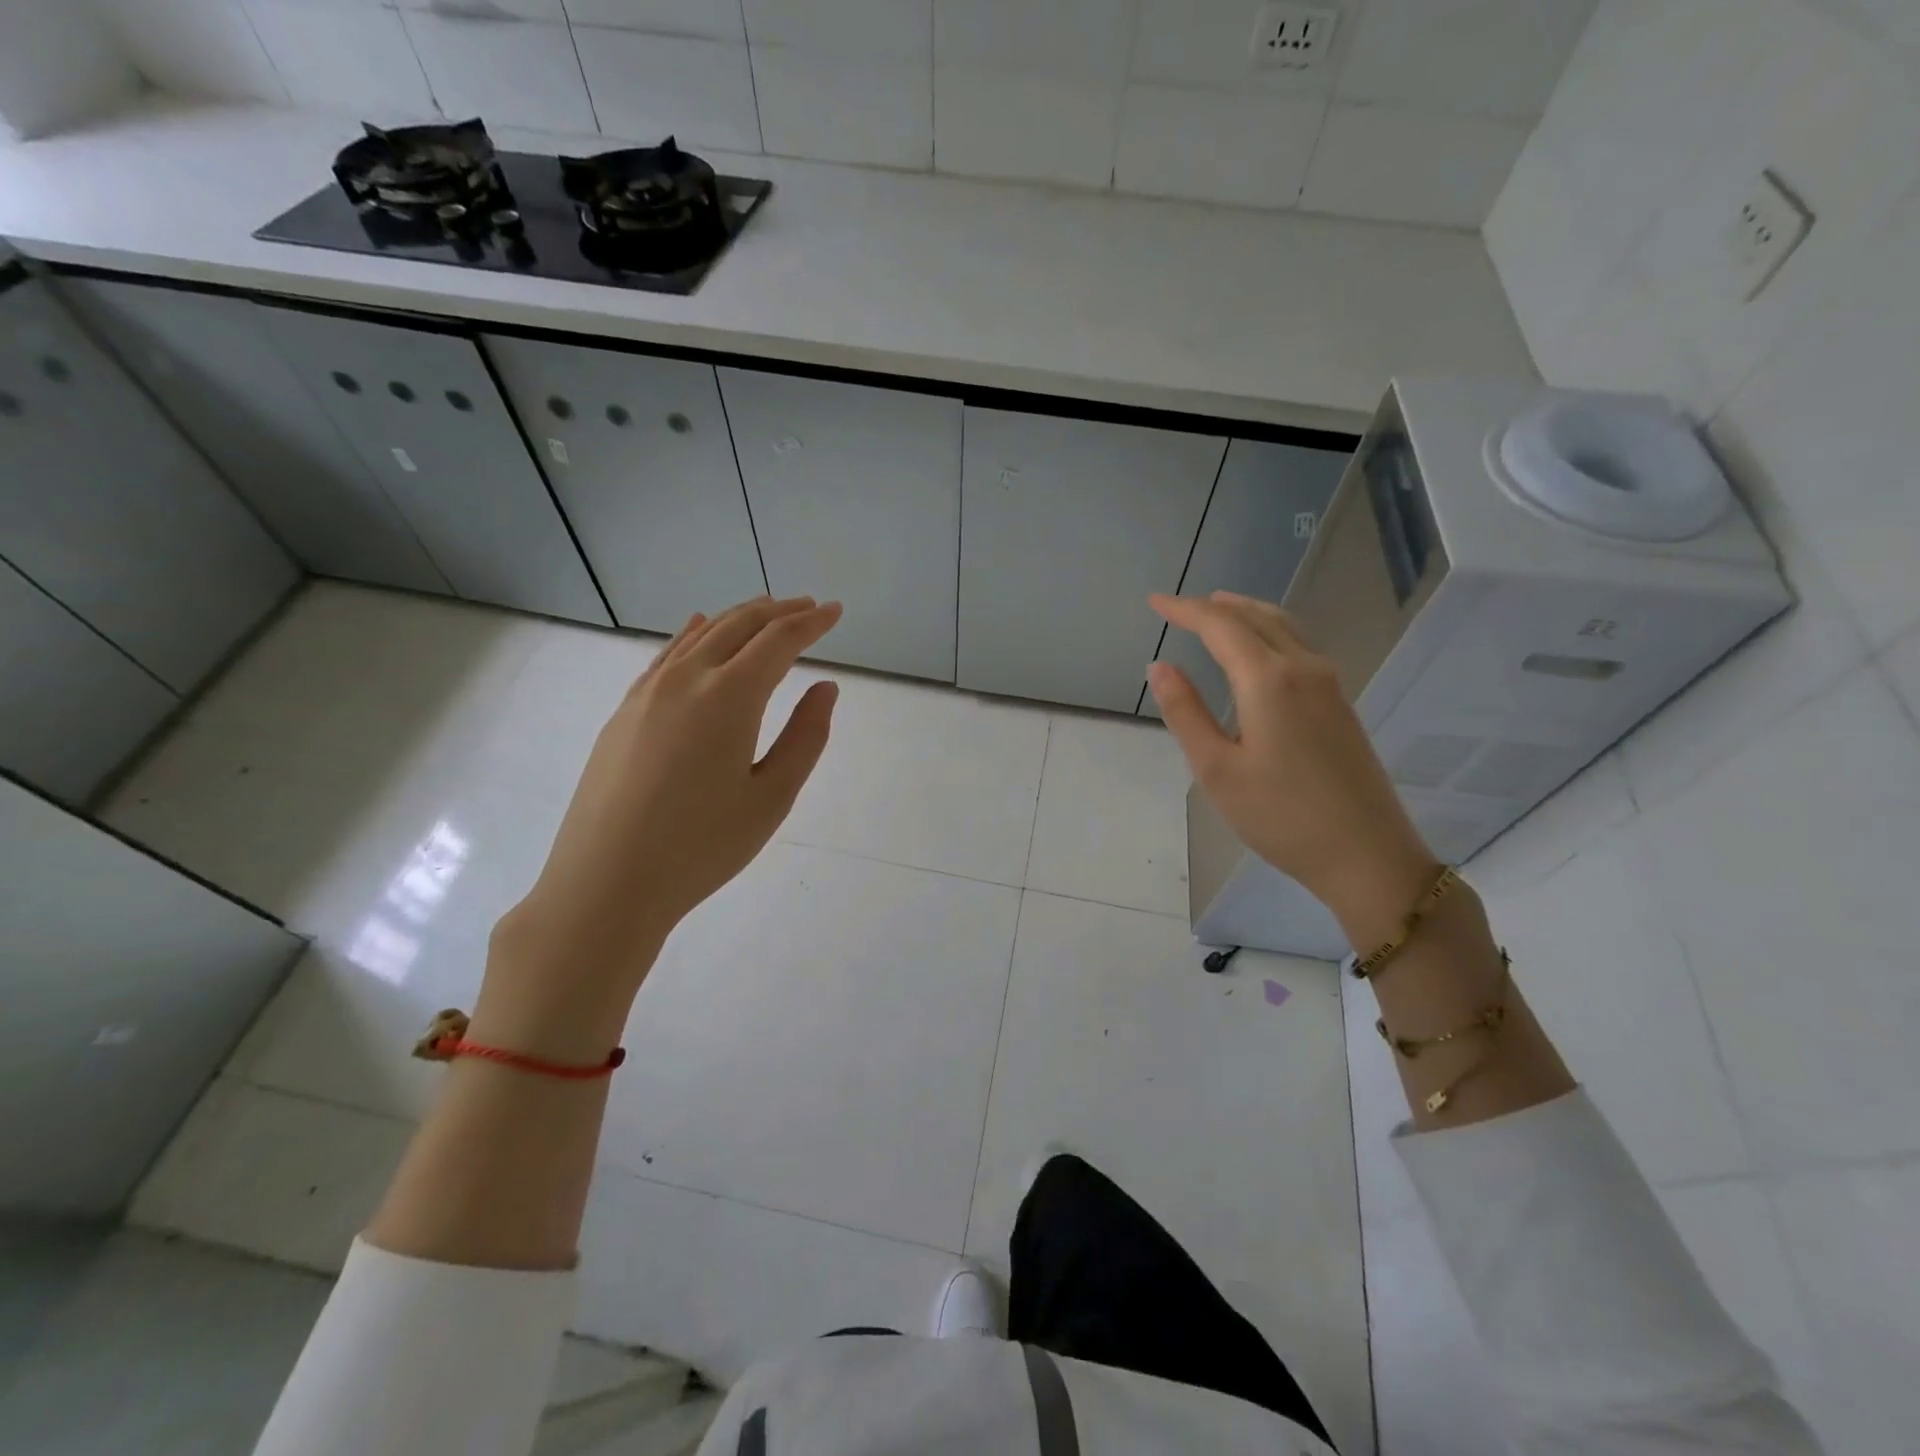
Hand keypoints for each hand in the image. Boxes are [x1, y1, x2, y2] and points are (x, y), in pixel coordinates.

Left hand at [478, 596, 841, 1056]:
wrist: (606, 883)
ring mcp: (647, 692)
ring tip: (766, 610)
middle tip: (809, 607)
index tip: (836, 611)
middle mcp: (686, 679)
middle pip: (738, 626)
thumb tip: (825, 688)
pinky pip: (666, 655)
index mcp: (729, 697)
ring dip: (738, 617)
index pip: (779, 641)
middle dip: (778, 612)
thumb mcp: (771, 797)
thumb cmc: (701, 847)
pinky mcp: (624, 712)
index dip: (812, 623)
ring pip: (700, 635)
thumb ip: (805, 737)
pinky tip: (697, 627)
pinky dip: (692, 634)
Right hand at [1147, 591, 1434, 934]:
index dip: (1185, 609)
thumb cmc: (1281, 816)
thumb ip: (1185, 713)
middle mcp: (1303, 668)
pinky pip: (1299, 645)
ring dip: (1246, 613)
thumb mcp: (1217, 770)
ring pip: (1284, 627)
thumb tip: (1159, 666)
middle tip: (1179, 607)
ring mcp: (1329, 684)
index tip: (1155, 601)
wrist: (1367, 854)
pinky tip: (1258, 649)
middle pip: (1256, 618)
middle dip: (1215, 606)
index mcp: (1269, 680)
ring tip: (1218, 610)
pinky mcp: (1340, 703)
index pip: (1221, 626)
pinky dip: (1269, 631)